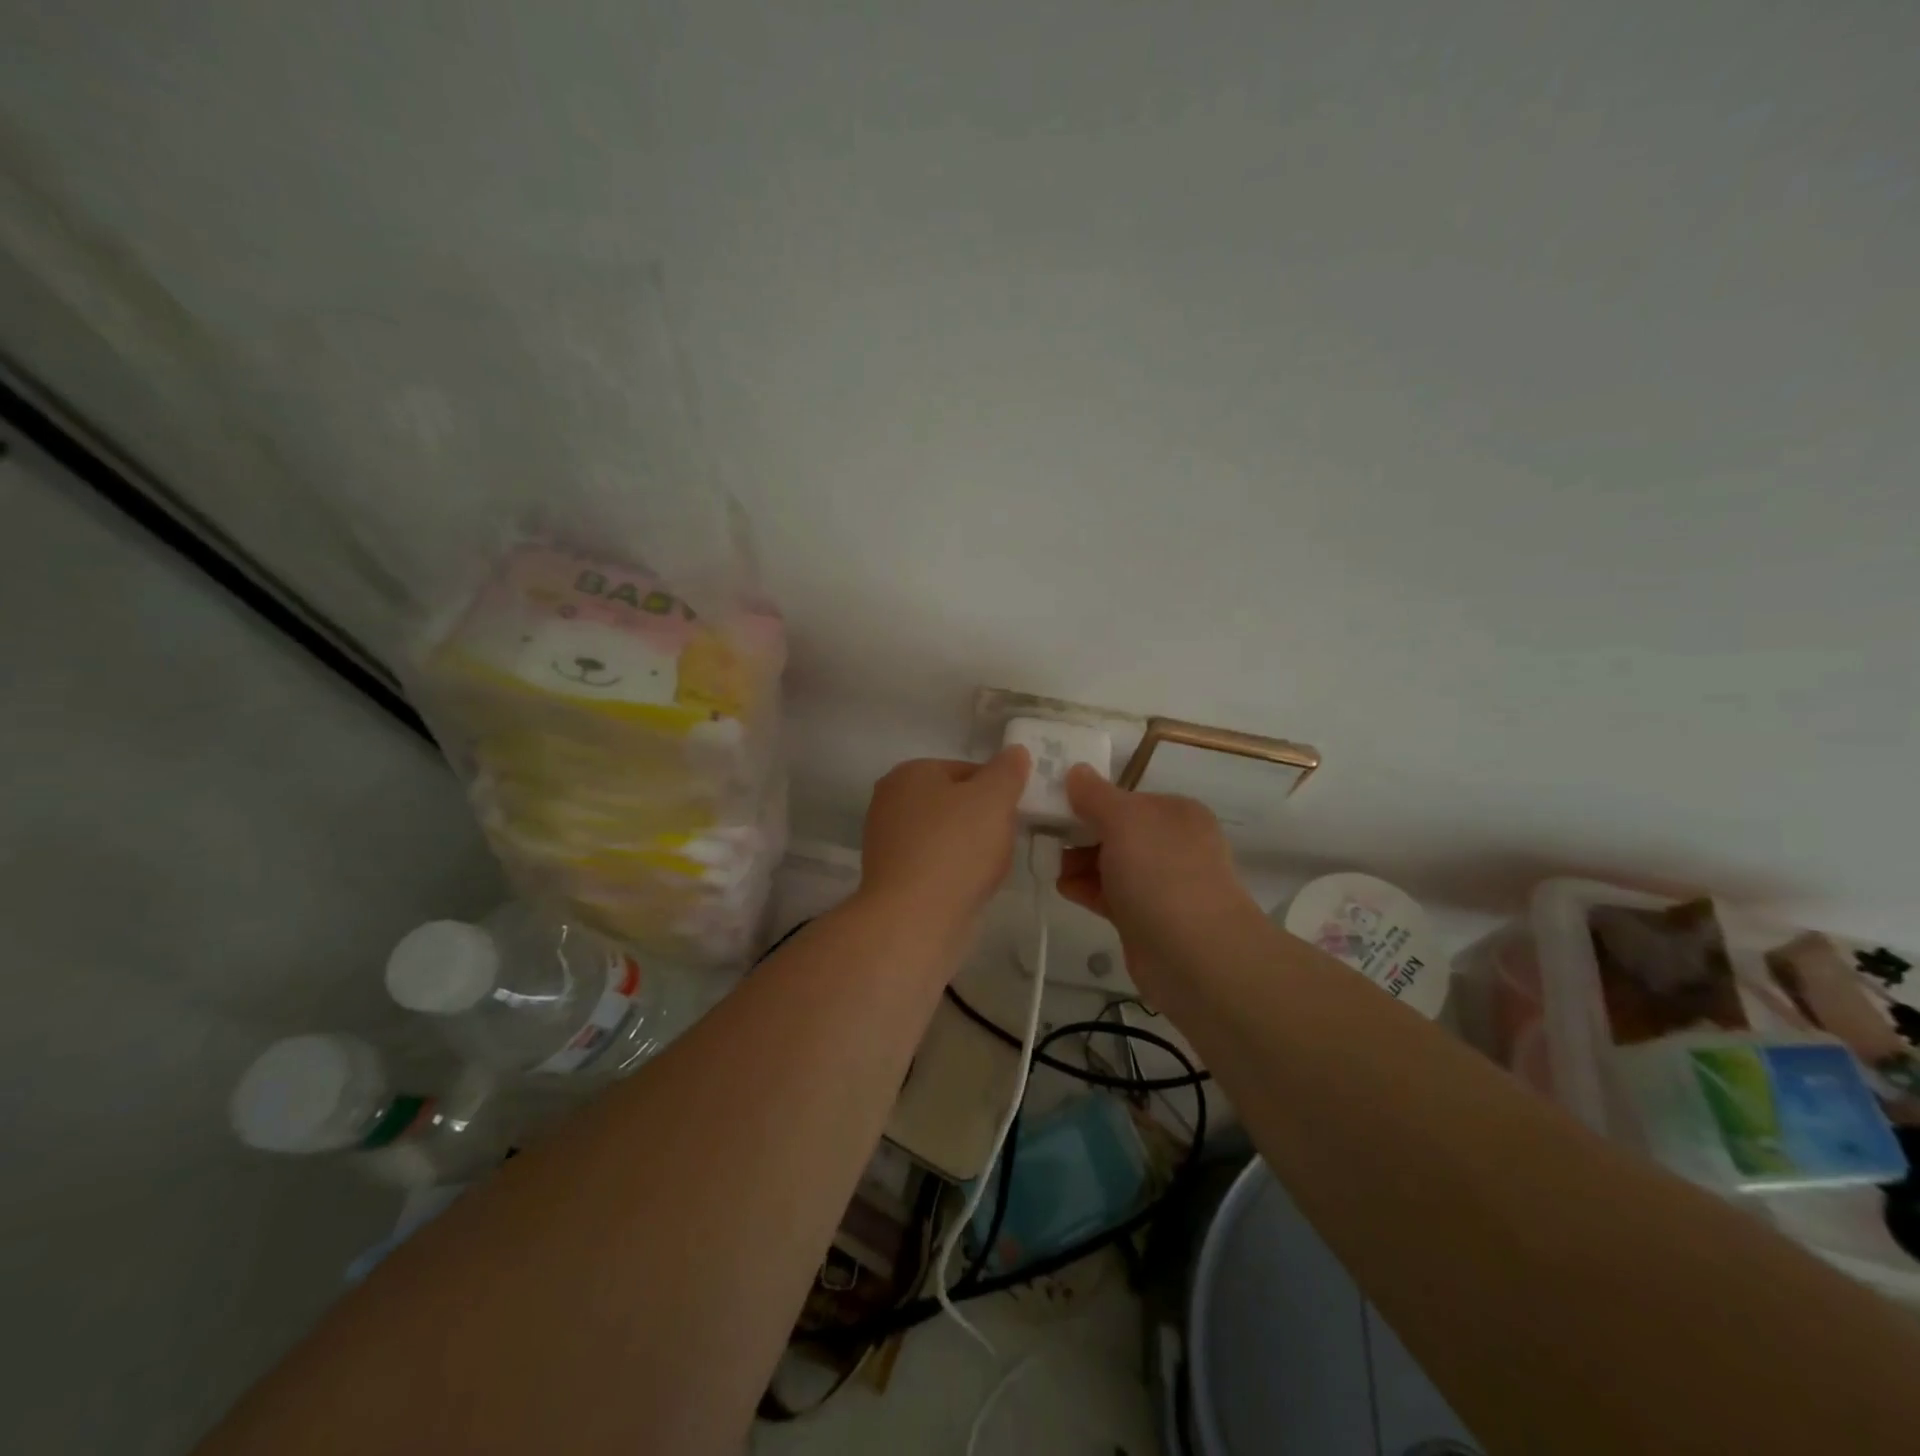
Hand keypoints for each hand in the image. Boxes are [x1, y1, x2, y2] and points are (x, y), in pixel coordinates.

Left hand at [856, 749, 1031, 931]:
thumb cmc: (956, 848)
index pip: (967, 770)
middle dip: (983, 820)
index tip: (1015, 813)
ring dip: (970, 848)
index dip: (998, 790)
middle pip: (955, 803)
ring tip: (989, 868)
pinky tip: (969, 887)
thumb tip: (1014, 752)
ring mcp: (886, 841)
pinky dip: (953, 872)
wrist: (915, 919)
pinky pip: (934, 865)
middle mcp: (890, 801)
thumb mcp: (994, 798)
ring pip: (946, 836)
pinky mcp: (891, 877)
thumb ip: (1007, 770)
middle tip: (1005, 840)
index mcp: (910, 772)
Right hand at [1057, 766, 1258, 990]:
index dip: (1090, 800)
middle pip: (1117, 831)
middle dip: (1081, 833)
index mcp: (1176, 813)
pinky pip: (1111, 894)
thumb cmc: (1160, 873)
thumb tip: (1076, 771)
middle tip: (1046, 837)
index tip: (1054, 805)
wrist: (1194, 955)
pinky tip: (1063, 888)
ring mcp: (1162, 884)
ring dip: (1079, 862)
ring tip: (1050, 865)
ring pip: (1112, 864)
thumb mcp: (1124, 821)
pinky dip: (1087, 889)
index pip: (1127, 798)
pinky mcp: (1147, 918)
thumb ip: (1095, 795)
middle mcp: (1173, 845)